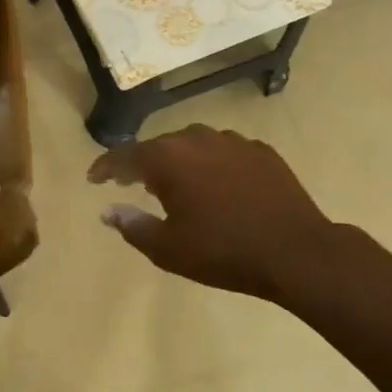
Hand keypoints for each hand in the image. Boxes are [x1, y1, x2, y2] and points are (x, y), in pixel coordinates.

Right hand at [88, 125, 338, 304]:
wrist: (297, 252)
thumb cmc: (223, 252)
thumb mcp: (168, 249)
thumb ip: (132, 226)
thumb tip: (108, 210)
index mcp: (167, 159)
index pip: (124, 156)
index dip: (104, 167)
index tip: (94, 179)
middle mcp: (196, 139)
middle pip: (158, 146)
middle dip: (141, 164)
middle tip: (131, 183)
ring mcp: (232, 141)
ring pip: (192, 145)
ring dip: (178, 162)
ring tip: (175, 183)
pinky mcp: (261, 151)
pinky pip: (223, 152)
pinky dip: (211, 164)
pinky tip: (216, 185)